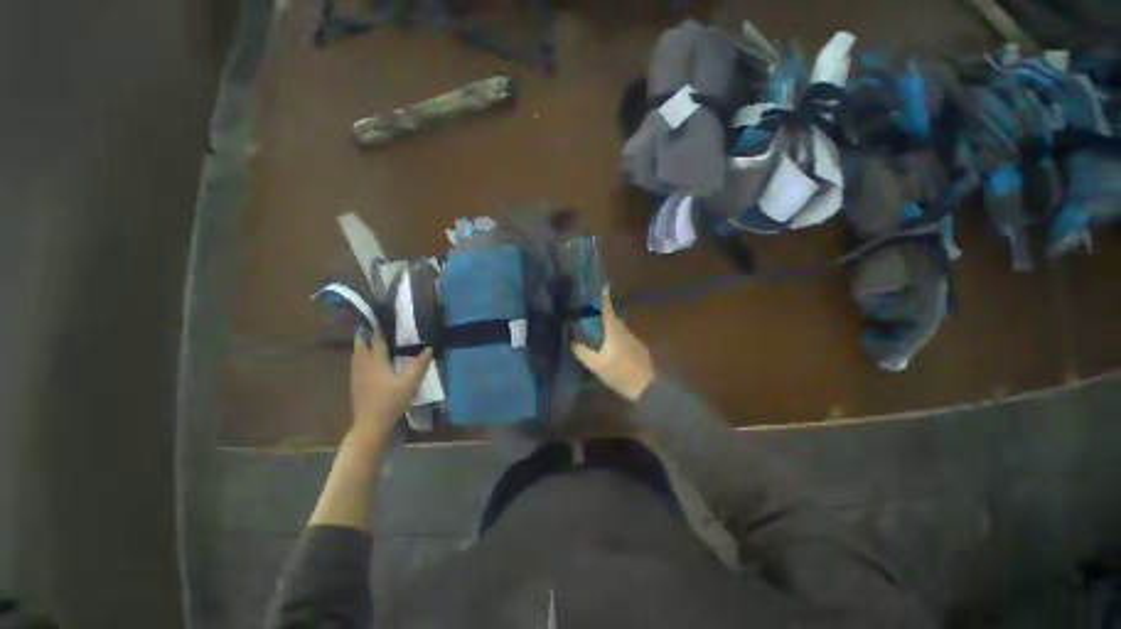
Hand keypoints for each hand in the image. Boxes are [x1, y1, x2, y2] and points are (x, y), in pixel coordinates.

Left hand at [350, 332, 431, 444]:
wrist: (370, 424)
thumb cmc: (391, 401)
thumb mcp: (410, 382)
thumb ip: (420, 364)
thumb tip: (429, 347)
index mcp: (375, 361)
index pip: (376, 338)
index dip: (379, 327)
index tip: (382, 315)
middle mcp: (363, 364)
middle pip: (361, 343)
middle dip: (365, 332)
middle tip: (373, 323)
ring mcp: (356, 374)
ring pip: (356, 353)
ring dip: (362, 343)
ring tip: (370, 337)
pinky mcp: (355, 383)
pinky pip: (356, 362)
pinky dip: (361, 355)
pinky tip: (368, 359)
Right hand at [571, 287, 655, 401]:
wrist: (648, 388)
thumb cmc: (621, 373)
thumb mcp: (597, 365)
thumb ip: (583, 352)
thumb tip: (572, 341)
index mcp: (615, 330)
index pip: (608, 309)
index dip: (604, 298)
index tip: (603, 285)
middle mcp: (625, 330)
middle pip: (613, 317)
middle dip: (602, 313)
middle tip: (589, 311)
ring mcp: (634, 339)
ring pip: (618, 328)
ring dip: (608, 326)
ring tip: (595, 327)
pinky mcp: (638, 348)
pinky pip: (623, 337)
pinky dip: (614, 336)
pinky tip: (608, 344)